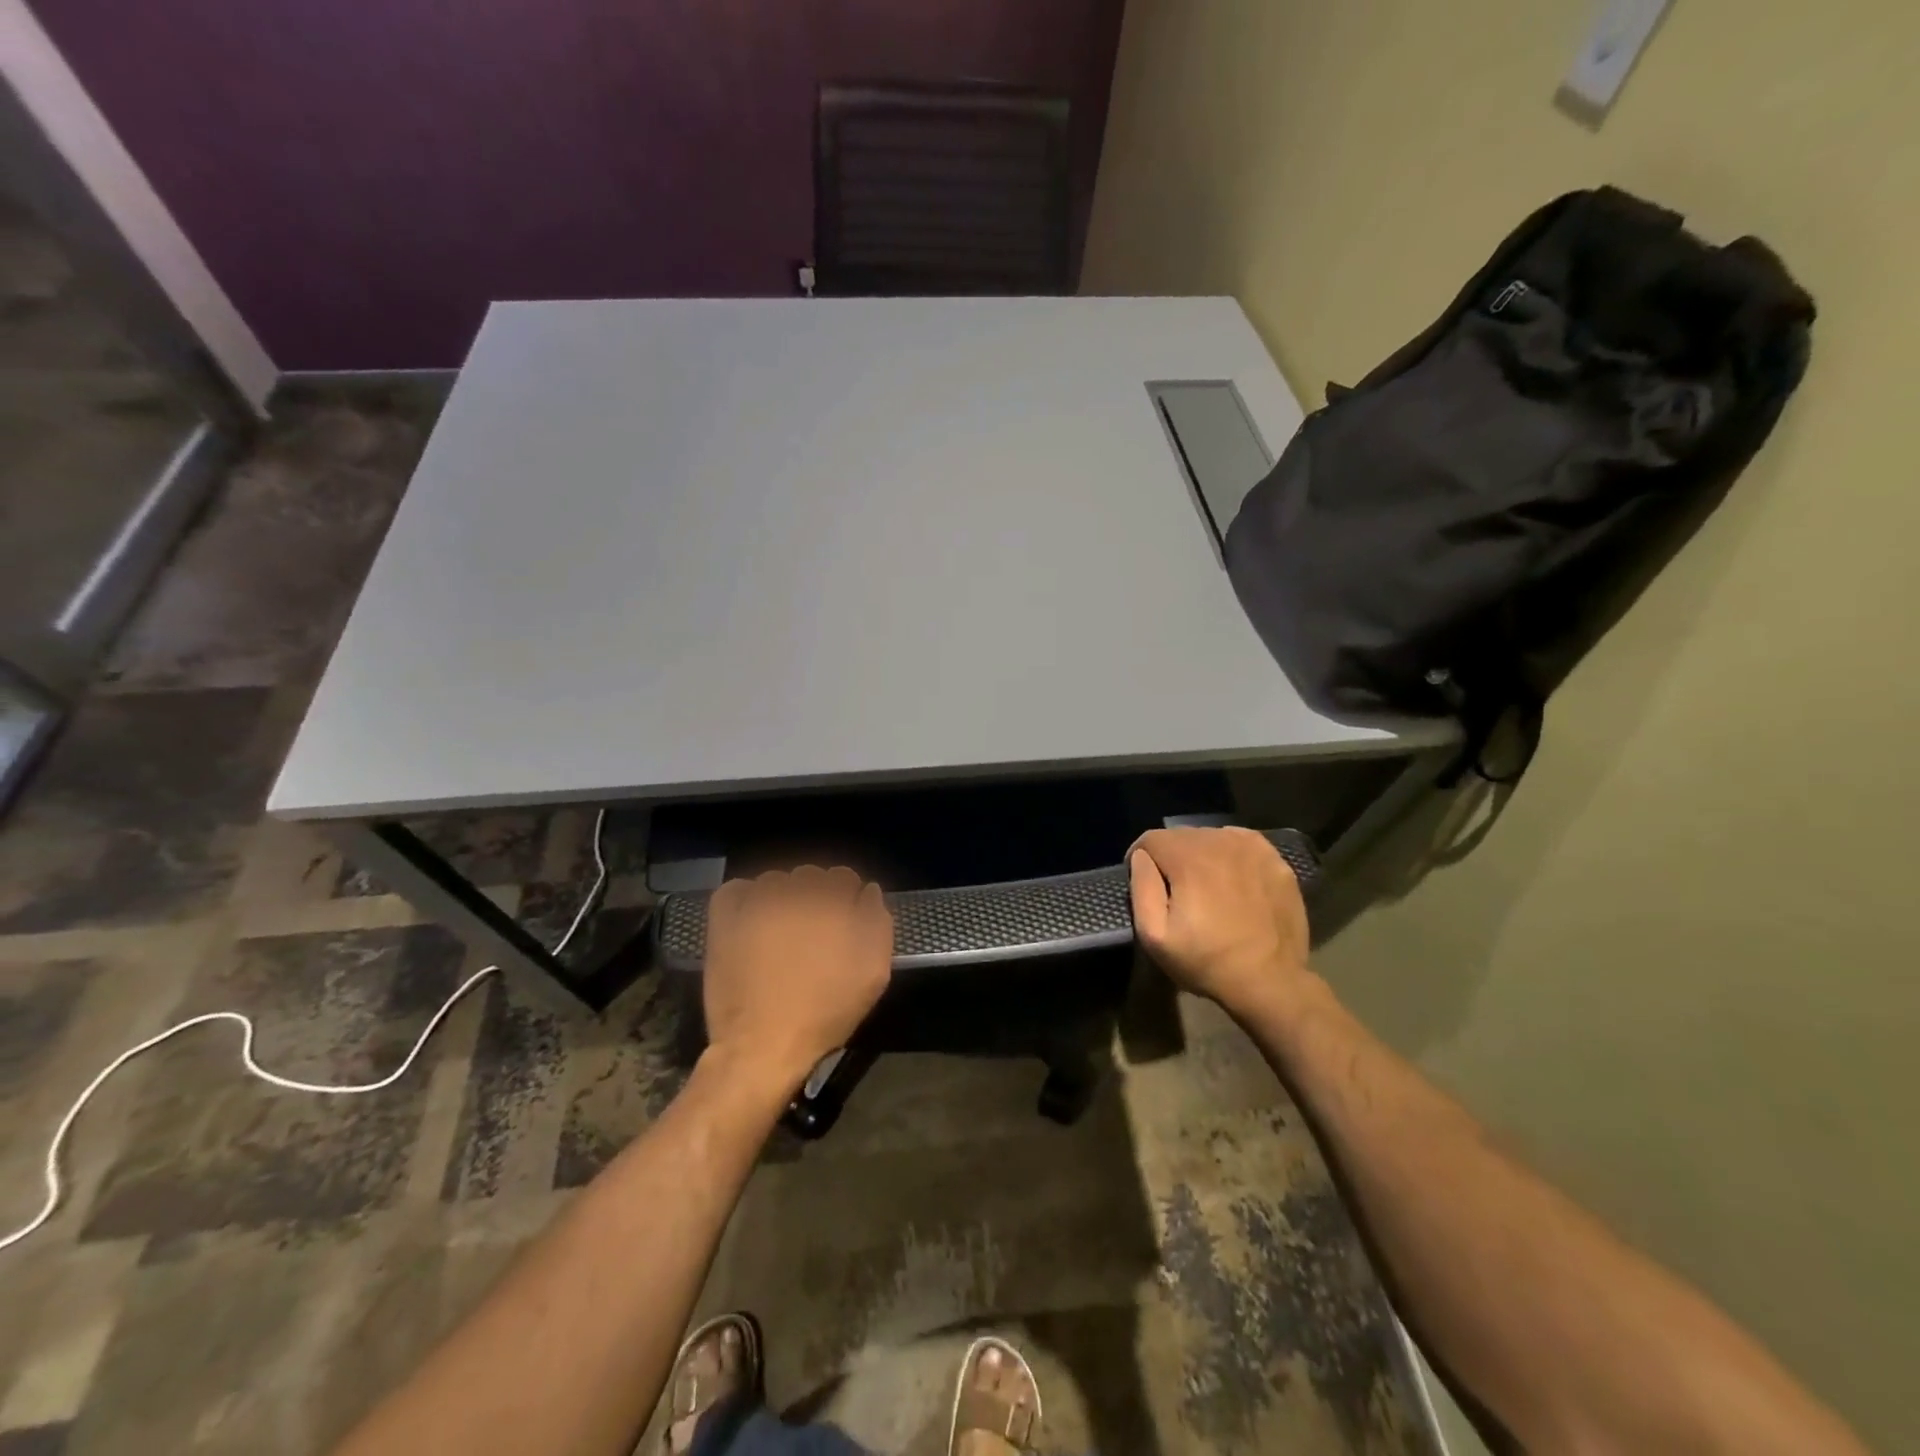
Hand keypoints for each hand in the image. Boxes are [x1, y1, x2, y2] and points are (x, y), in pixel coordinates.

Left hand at [702, 865, 893, 1091]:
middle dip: (815, 896)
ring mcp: (756, 903)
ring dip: (782, 897)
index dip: (846, 898)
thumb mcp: (873, 973)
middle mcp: (795, 893)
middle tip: (813, 933)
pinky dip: (745, 898)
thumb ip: (878, 923)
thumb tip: (868, 891)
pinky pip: (736, 889)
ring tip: (781, 930)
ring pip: (775, 881)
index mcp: (832, 903)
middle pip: (810, 875)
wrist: (762, 1046)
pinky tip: (751, 920)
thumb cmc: (825, 1013)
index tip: (843, 922)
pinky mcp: (725, 919)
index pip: (843, 877)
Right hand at [1128, 827, 1313, 1019]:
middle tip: (1175, 889)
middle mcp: (1220, 842)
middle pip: (1181, 836)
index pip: (1151, 839)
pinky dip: (1230, 854)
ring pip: (1212, 837)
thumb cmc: (1206, 961)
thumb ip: (1142, 888)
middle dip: (1171, 857)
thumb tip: (1140, 857)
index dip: (1139, 858)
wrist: (1270, 982)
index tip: (1145, 884)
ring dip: (1201, 854)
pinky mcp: (1276, 860)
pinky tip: (1232, 879)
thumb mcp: (1155, 936)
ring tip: (1204, 885)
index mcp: (1188, 858)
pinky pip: (1241, 843)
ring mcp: (1252, 849)